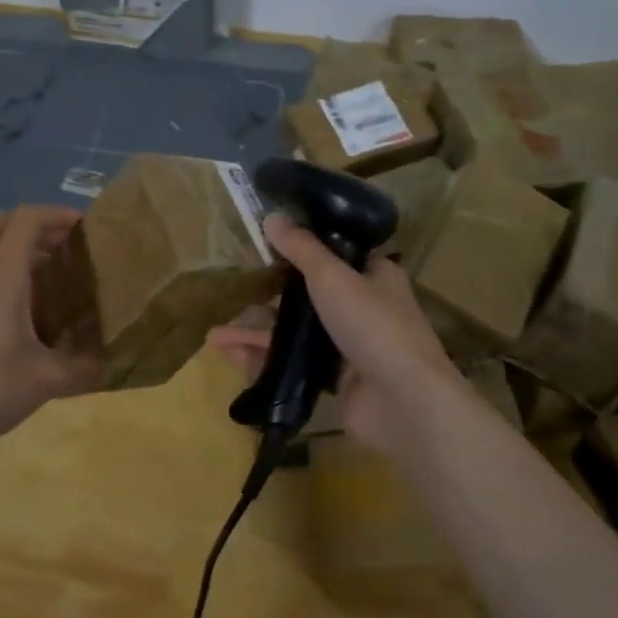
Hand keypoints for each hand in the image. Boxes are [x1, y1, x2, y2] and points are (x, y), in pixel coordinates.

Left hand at [0, 206, 102, 460]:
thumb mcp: (46, 381)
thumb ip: (84, 369)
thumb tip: (112, 366)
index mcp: (1, 275)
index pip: (27, 218)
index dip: (58, 214)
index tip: (86, 228)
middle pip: (2, 224)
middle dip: (37, 228)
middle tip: (69, 250)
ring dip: (19, 253)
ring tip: (54, 283)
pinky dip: (4, 278)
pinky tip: (25, 317)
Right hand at [210, 212, 466, 453]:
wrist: (401, 401)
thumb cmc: (372, 324)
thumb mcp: (331, 276)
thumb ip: (300, 248)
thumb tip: (271, 216)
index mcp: (374, 276)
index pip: (338, 254)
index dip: (304, 247)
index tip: (267, 244)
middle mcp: (365, 308)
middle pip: (311, 295)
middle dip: (269, 296)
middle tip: (234, 290)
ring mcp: (351, 347)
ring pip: (297, 333)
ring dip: (258, 333)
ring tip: (216, 334)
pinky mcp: (338, 381)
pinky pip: (295, 365)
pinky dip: (265, 360)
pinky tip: (231, 357)